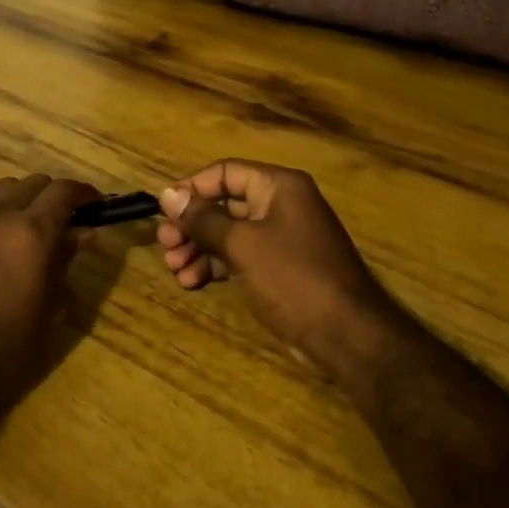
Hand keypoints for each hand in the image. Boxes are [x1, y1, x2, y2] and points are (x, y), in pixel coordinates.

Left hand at [0, 173, 101, 442]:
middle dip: (56, 196)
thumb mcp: (48, 313)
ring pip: (4, 189)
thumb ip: (64, 264)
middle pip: (35, 183)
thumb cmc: (1, 352)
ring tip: (33, 230)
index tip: (98, 206)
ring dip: (25, 199)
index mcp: (30, 233)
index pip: (65, 191)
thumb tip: (82, 233)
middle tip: (68, 223)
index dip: (86, 194)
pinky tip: (0, 242)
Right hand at [157, 160, 395, 380]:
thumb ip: (203, 219)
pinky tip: (192, 282)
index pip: (225, 172)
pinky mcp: (279, 267)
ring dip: (198, 248)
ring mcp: (281, 238)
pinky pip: (239, 256)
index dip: (191, 188)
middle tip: (165, 246)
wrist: (346, 334)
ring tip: (174, 269)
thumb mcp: (242, 244)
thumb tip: (167, 194)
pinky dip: (215, 265)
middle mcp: (281, 205)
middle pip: (224, 204)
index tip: (163, 211)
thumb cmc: (293, 277)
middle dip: (191, 225)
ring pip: (228, 233)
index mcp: (278, 186)